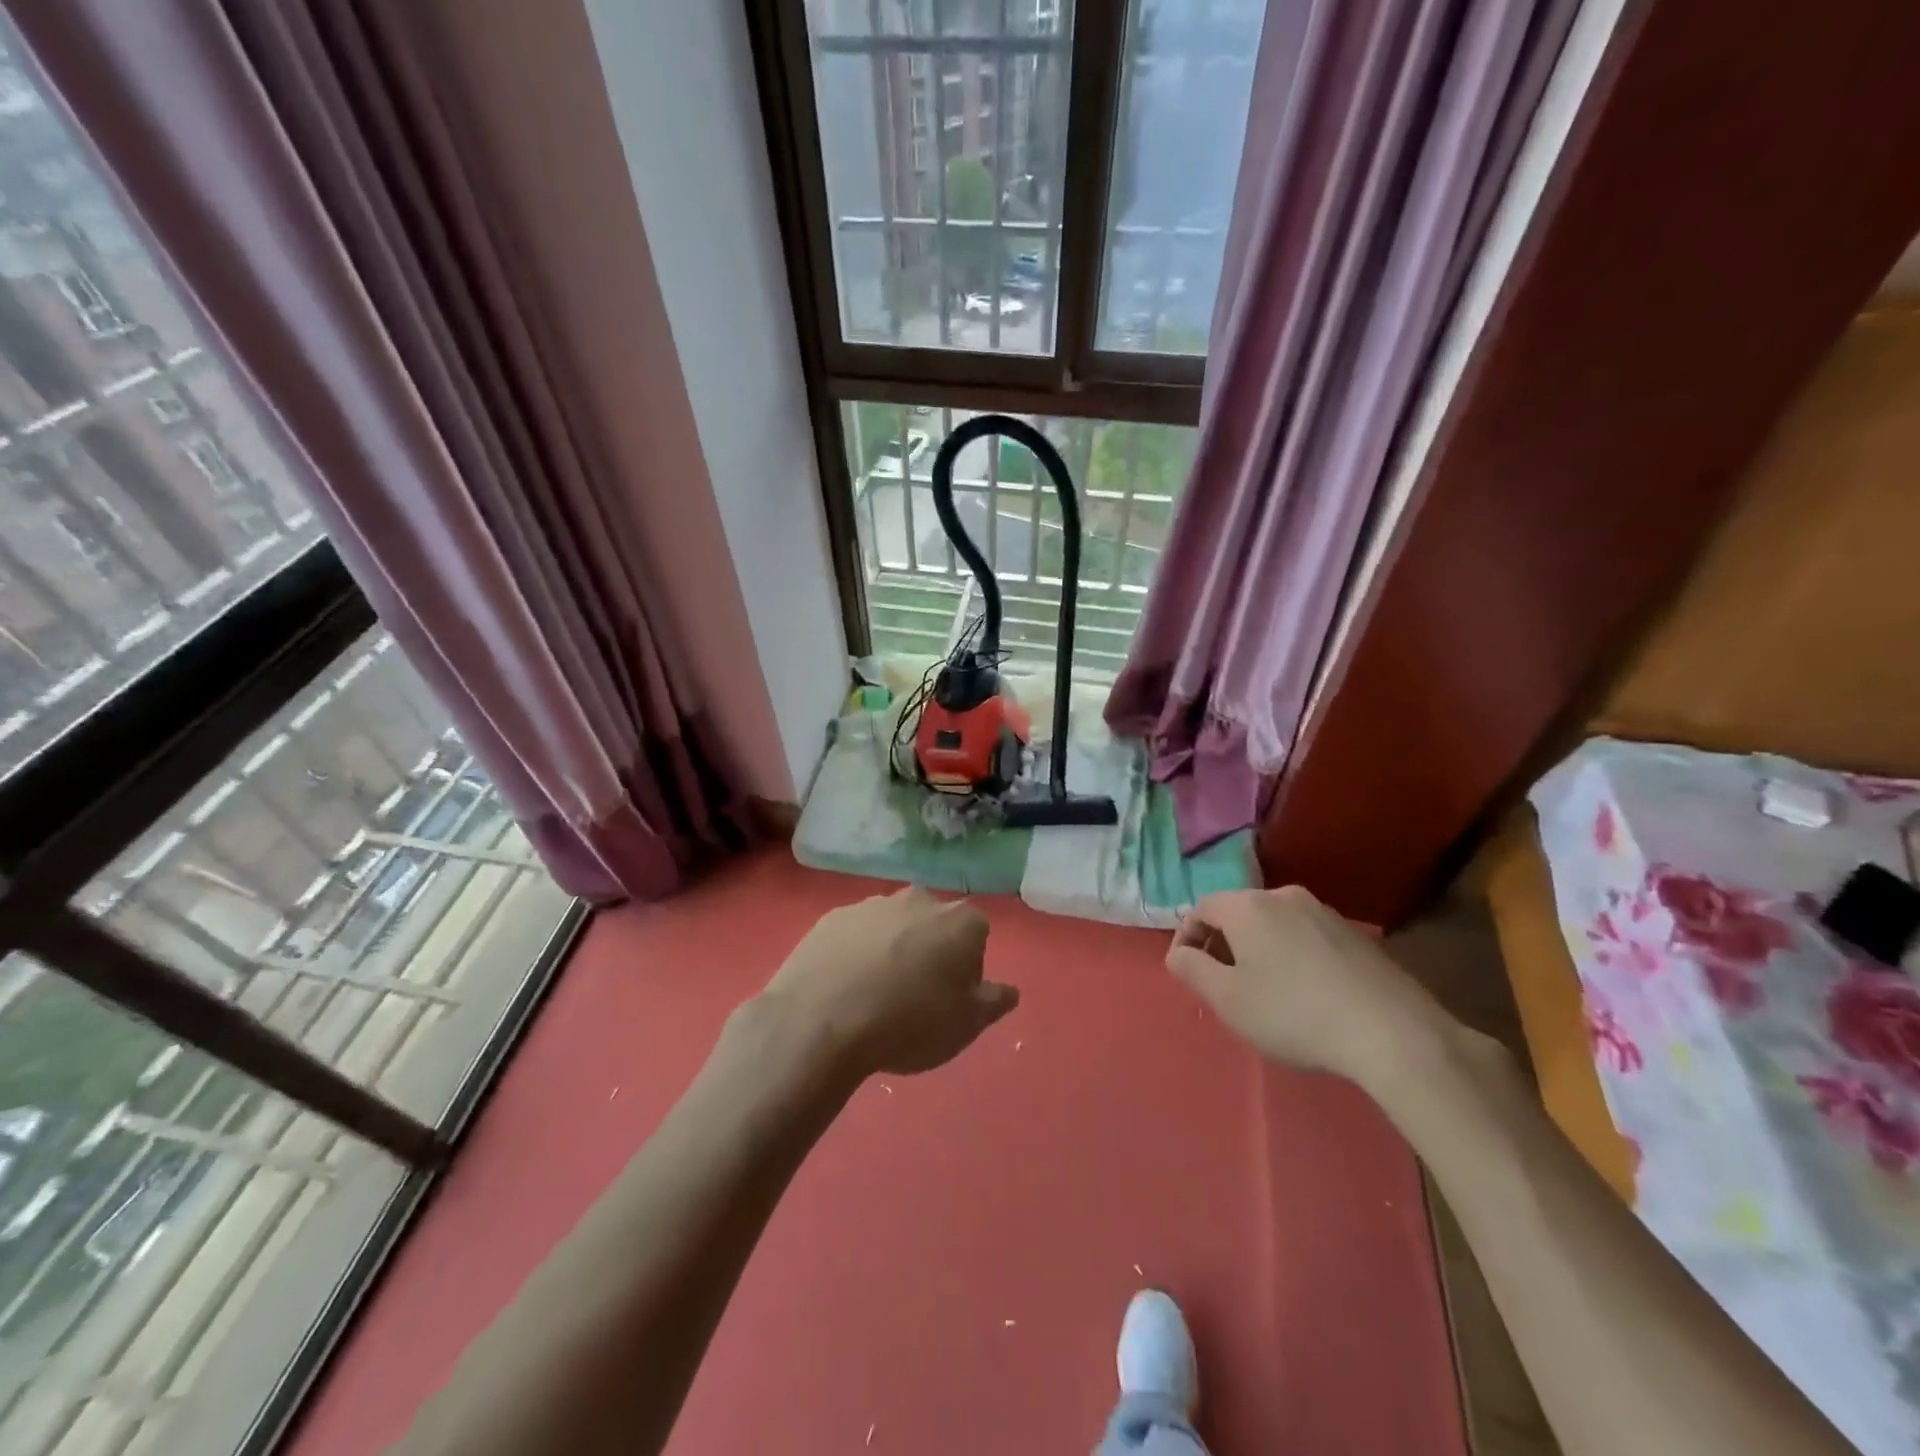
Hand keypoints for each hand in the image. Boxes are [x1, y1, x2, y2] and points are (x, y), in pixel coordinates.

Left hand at [760, 886, 1017, 1080]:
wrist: (822, 1020)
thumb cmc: (910, 1022)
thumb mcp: (966, 1025)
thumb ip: (994, 1002)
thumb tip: (1009, 990)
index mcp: (960, 920)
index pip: (976, 934)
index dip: (967, 967)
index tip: (951, 997)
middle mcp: (918, 899)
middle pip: (933, 924)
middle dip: (929, 951)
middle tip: (914, 996)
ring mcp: (871, 904)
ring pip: (892, 926)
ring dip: (890, 950)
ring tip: (873, 996)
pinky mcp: (831, 917)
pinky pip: (854, 935)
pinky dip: (854, 954)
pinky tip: (843, 988)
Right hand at [1167, 887, 1454, 1087]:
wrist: (1393, 1033)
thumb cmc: (1294, 1013)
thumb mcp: (1228, 999)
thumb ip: (1191, 969)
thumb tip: (1179, 952)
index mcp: (1248, 905)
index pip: (1201, 907)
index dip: (1186, 937)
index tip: (1188, 972)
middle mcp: (1284, 896)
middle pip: (1238, 912)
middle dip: (1222, 943)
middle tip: (1222, 984)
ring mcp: (1325, 912)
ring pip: (1273, 923)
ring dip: (1257, 949)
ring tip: (1262, 990)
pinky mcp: (1356, 934)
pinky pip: (1305, 936)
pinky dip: (1290, 955)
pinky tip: (1304, 993)